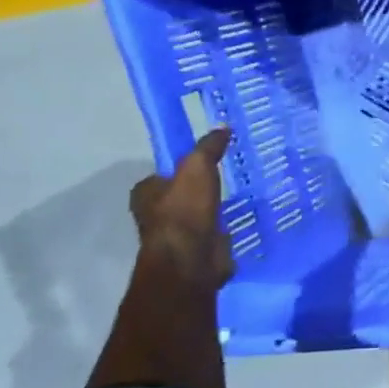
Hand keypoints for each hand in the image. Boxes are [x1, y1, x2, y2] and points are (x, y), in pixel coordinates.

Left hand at [128, 126, 234, 290]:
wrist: (191, 260)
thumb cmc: (185, 210)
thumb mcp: (197, 167)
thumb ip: (208, 147)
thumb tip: (223, 127)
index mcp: (146, 194)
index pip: (161, 176)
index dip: (180, 169)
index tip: (206, 162)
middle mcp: (156, 216)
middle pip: (180, 197)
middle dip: (199, 191)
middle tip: (226, 178)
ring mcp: (177, 237)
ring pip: (198, 217)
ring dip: (214, 212)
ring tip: (239, 198)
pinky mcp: (197, 253)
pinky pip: (213, 236)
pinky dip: (225, 231)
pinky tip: (242, 221)